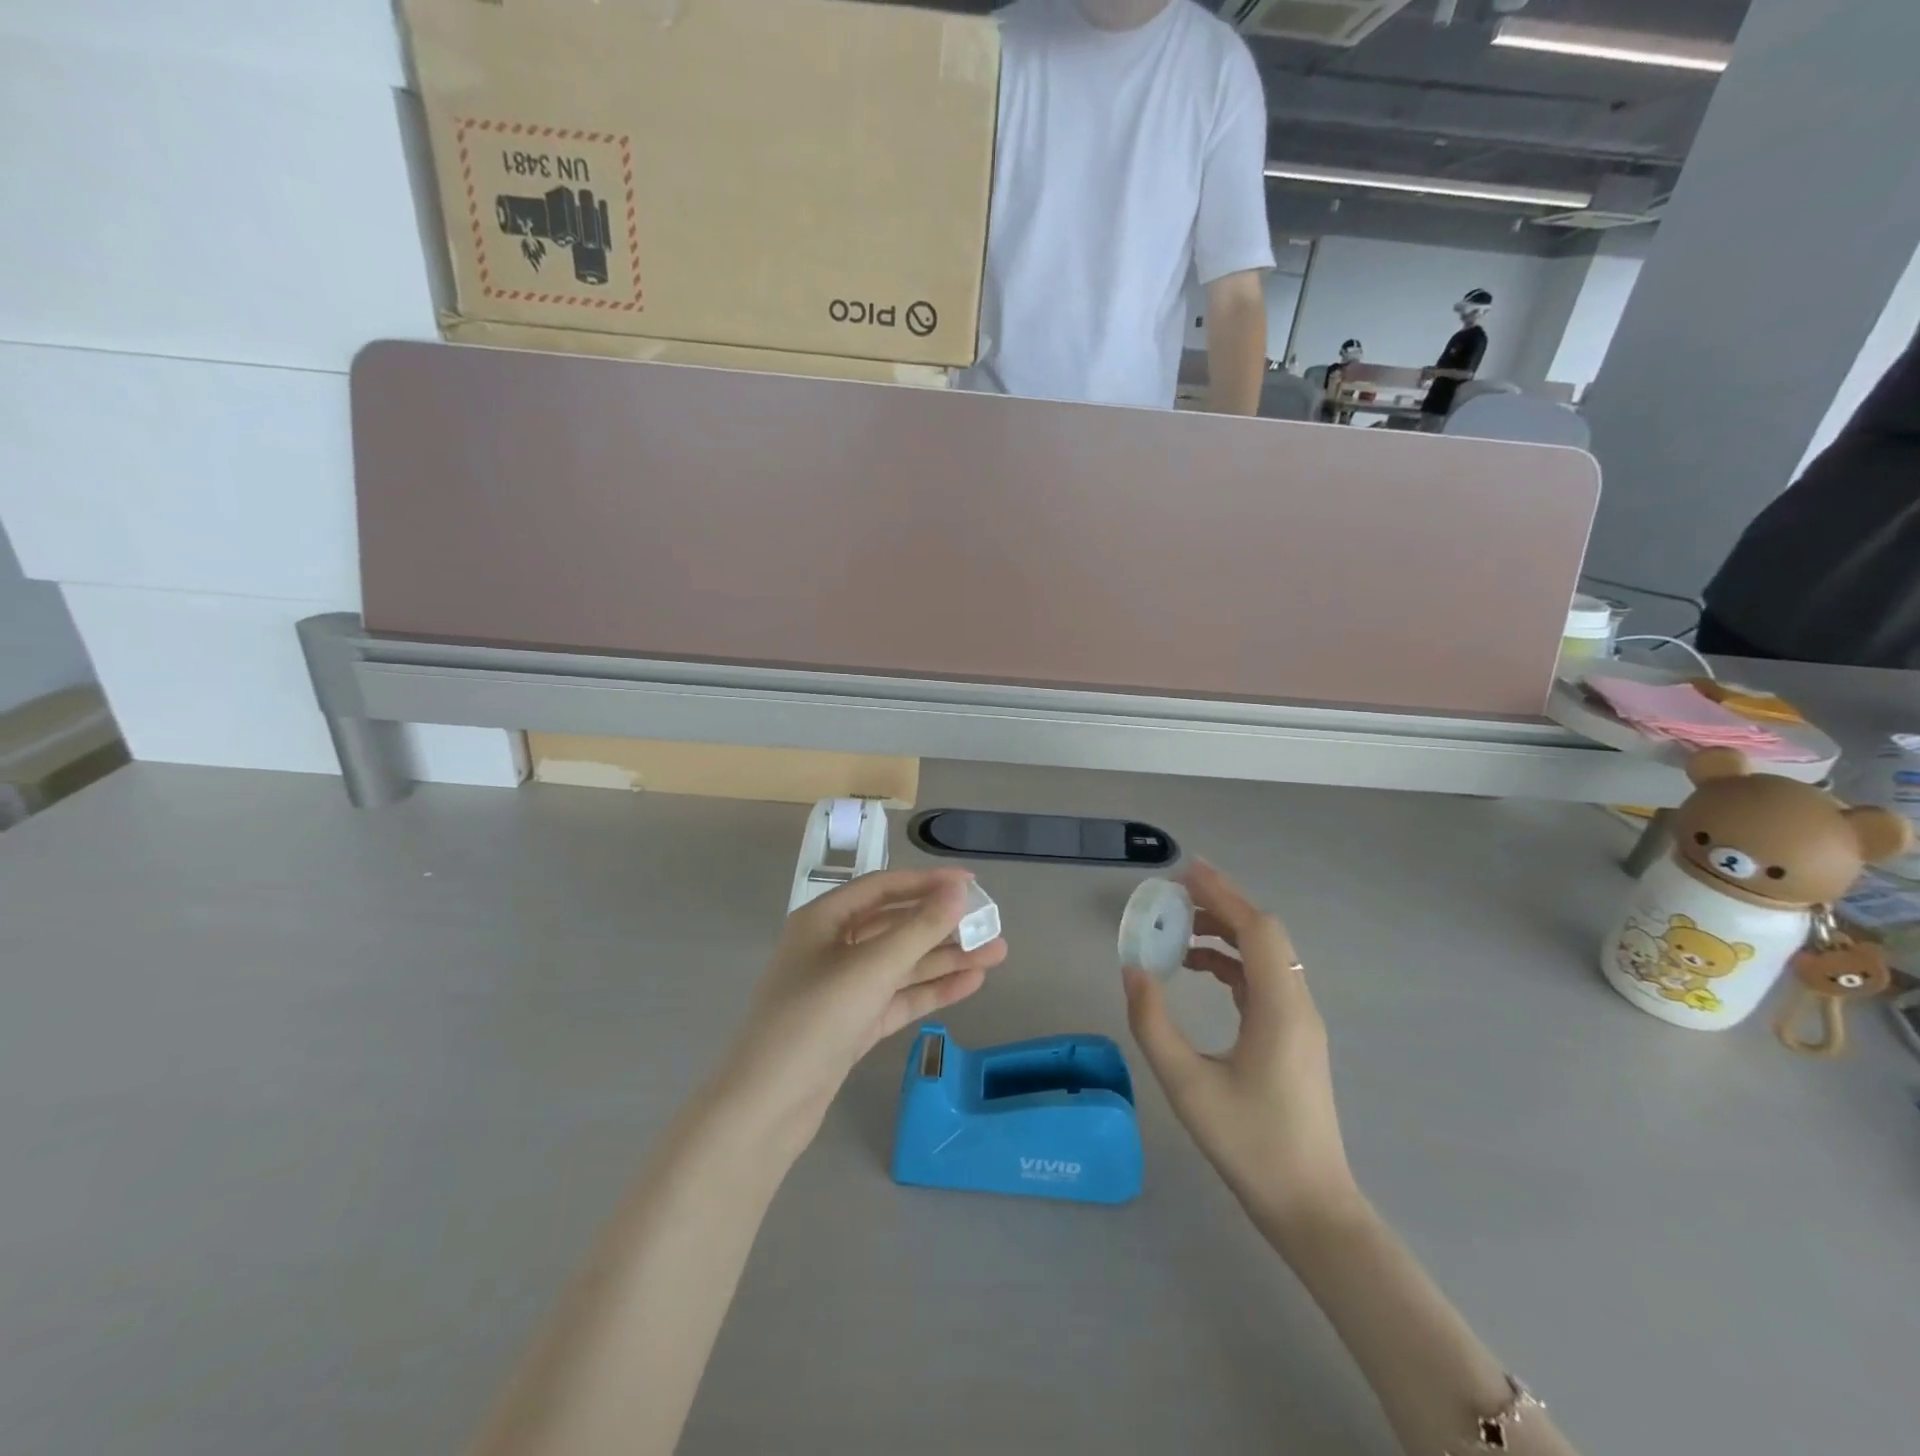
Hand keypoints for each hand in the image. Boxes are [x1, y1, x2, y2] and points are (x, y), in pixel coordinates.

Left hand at [714, 869, 1006, 1156]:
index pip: (883, 888)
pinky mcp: (854, 1024)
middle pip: (895, 926)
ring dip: (945, 958)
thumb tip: (957, 891)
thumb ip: (919, 928)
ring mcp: (843, 988)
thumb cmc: (815, 1018)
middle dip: (943, 926)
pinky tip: (970, 982)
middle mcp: (832, 947)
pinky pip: (898, 996)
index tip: (971, 884)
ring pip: (901, 964)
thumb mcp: (872, 967)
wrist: (768, 1106)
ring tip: (996, 955)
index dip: (928, 883)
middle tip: (990, 926)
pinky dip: (931, 990)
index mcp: (823, 919)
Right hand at [1122, 861, 1353, 1224]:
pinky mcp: (1294, 1038)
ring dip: (1225, 933)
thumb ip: (1153, 1023)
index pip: (1255, 928)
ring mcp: (1300, 1022)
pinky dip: (1231, 963)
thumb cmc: (1249, 1144)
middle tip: (1173, 895)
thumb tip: (1133, 970)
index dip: (1222, 893)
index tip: (1184, 872)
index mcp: (1279, 1007)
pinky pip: (1263, 980)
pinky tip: (1199, 970)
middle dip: (1220, 906)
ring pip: (1264, 956)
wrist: (1310, 1206)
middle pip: (1263, 934)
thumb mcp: (1187, 1084)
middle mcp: (1296, 1004)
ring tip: (1178, 929)